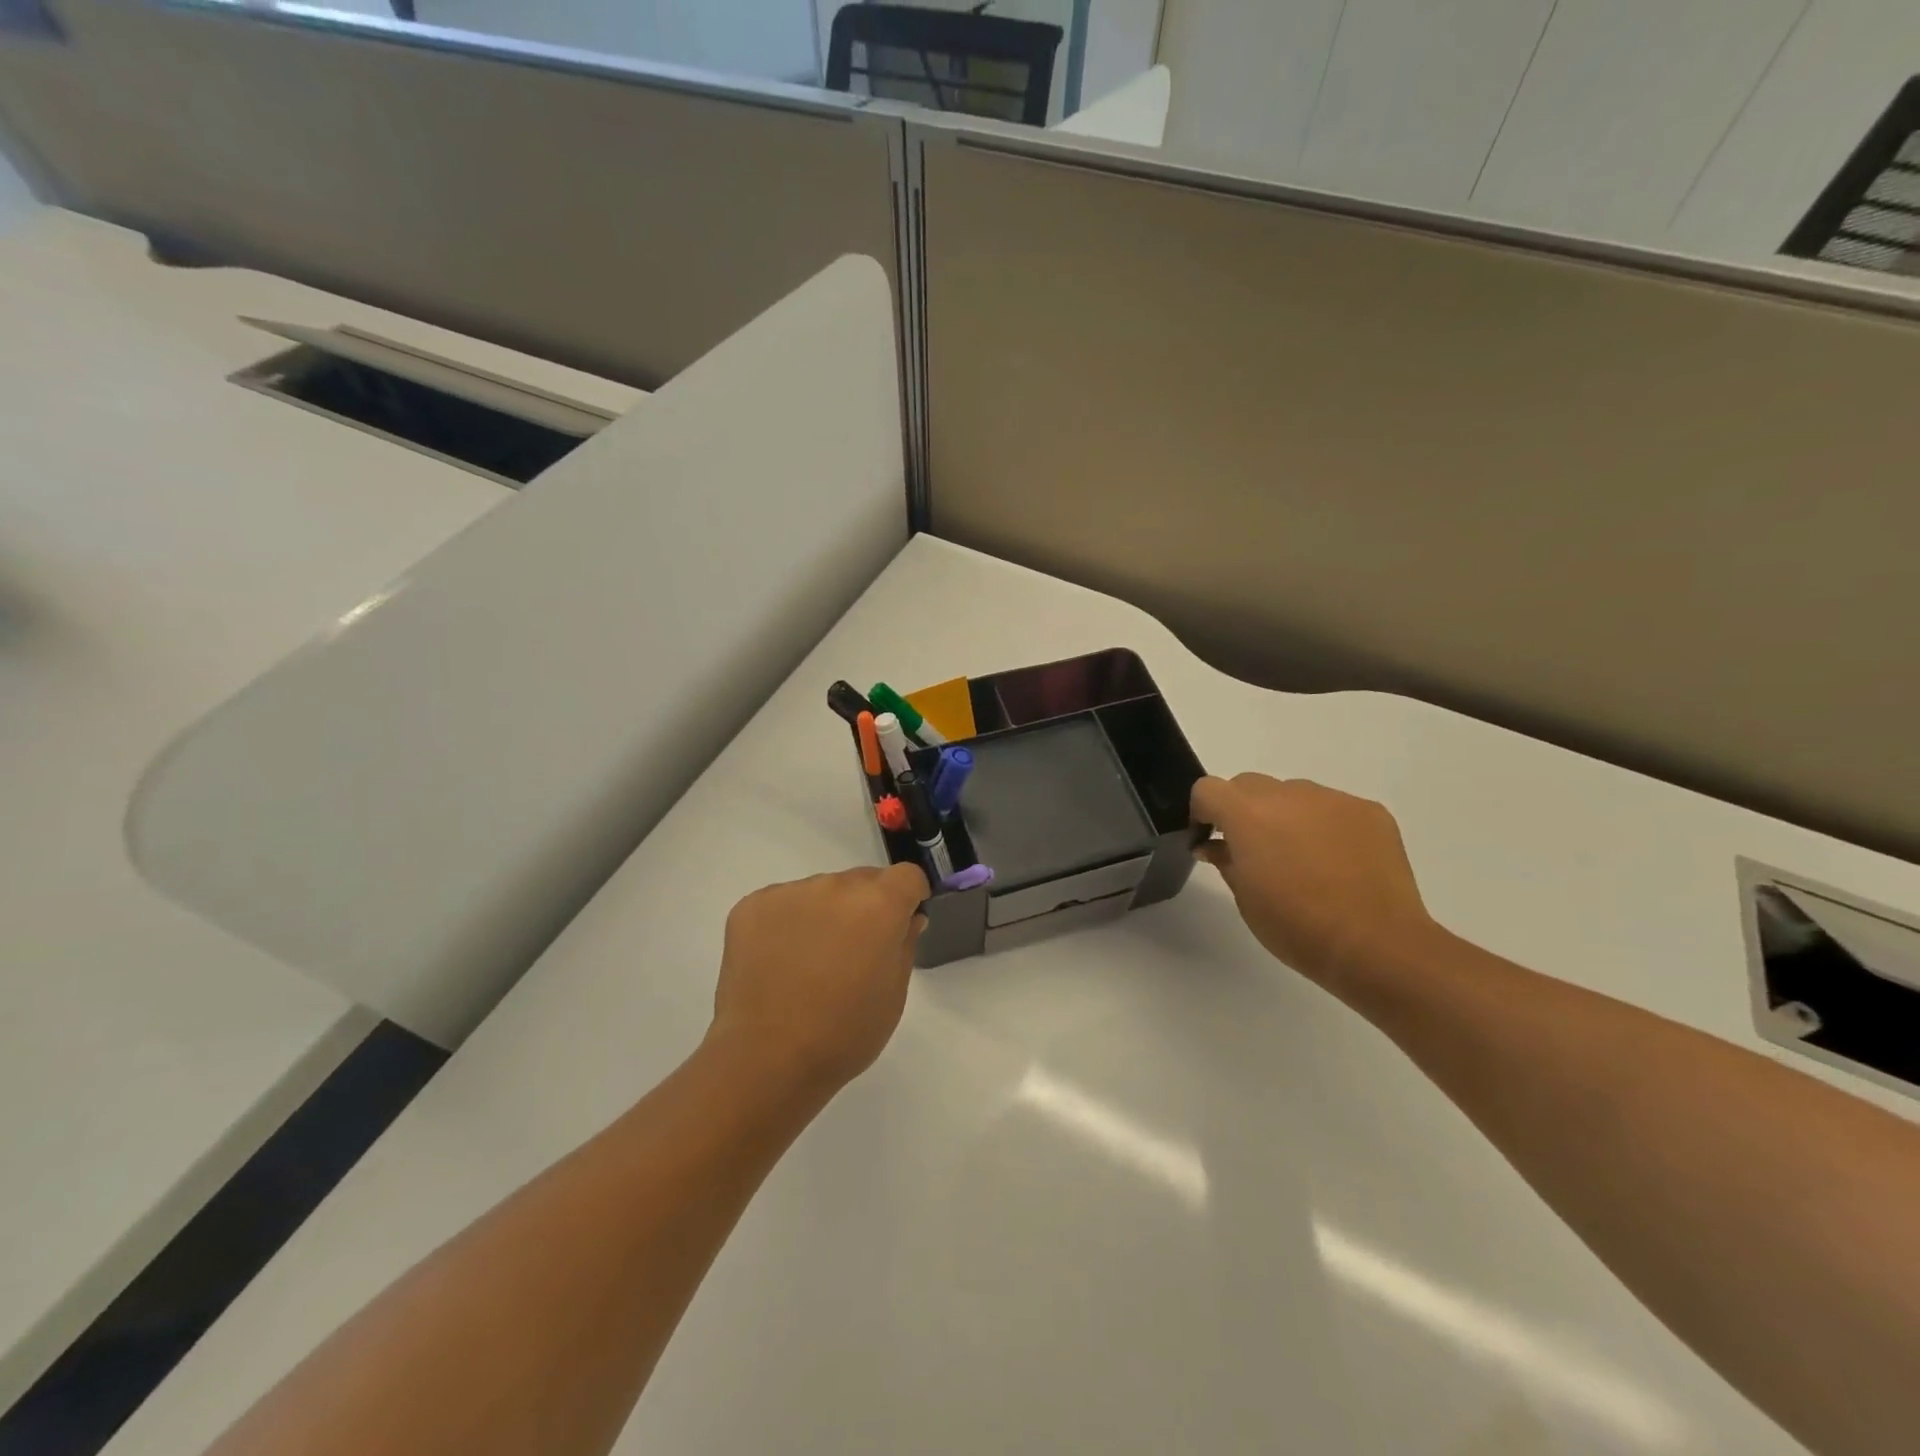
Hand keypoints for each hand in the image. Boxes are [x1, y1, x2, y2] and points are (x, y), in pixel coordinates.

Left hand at [708, 864, 929, 1097]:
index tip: (901, 921)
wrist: (766, 1058)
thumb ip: (904, 944)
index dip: (908, 896)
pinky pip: (782, 903)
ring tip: (808, 963)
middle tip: (852, 952)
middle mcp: (834, 886)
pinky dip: (786, 924)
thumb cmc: (844, 1033)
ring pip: (820, 892)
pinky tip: (778, 963)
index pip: (906, 876)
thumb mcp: (893, 994)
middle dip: (865, 907)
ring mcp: (789, 892)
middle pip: (861, 881)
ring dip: (824, 914)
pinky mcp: (751, 906)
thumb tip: (906, 918)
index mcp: (877, 904)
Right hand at [1192, 774, 1439, 989]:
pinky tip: (1338, 863)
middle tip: (1254, 851)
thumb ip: (1226, 861)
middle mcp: (1288, 795)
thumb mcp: (1246, 898)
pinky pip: (1333, 808)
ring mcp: (1332, 800)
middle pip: (1249, 785)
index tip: (1209, 838)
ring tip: (1303, 859)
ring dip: (1286, 816)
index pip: (1208, 789)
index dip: (1203, 811)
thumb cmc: (1297, 927)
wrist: (1377, 945)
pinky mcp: (1369, 812)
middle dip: (1243, 810)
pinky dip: (1325, 826)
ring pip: (1293, 794)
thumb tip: (1214, 845)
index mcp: (1248, 815)